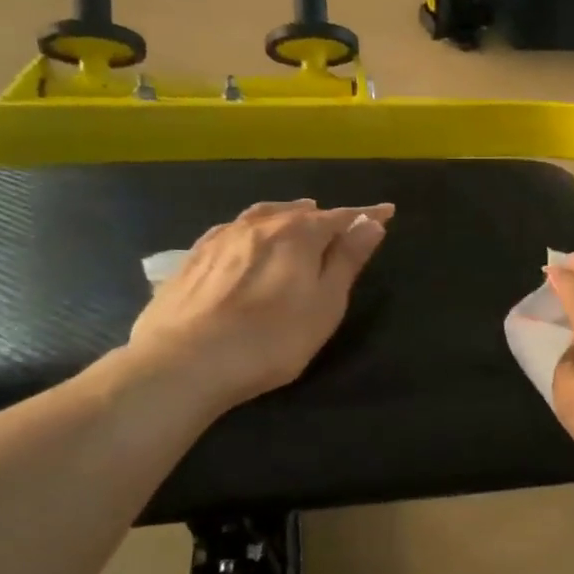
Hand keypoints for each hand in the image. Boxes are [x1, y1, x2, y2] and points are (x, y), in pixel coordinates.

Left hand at [126, 199, 392, 415]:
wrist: (186, 361)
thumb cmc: (272, 339)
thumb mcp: (325, 304)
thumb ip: (347, 260)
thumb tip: (371, 222)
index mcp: (298, 234)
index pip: (341, 217)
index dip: (366, 216)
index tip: (387, 211)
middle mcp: (260, 225)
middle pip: (300, 213)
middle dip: (324, 215)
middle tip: (342, 222)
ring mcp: (222, 238)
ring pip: (263, 215)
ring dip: (286, 215)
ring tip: (298, 215)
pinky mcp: (193, 257)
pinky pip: (233, 230)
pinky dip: (252, 228)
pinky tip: (246, 237)